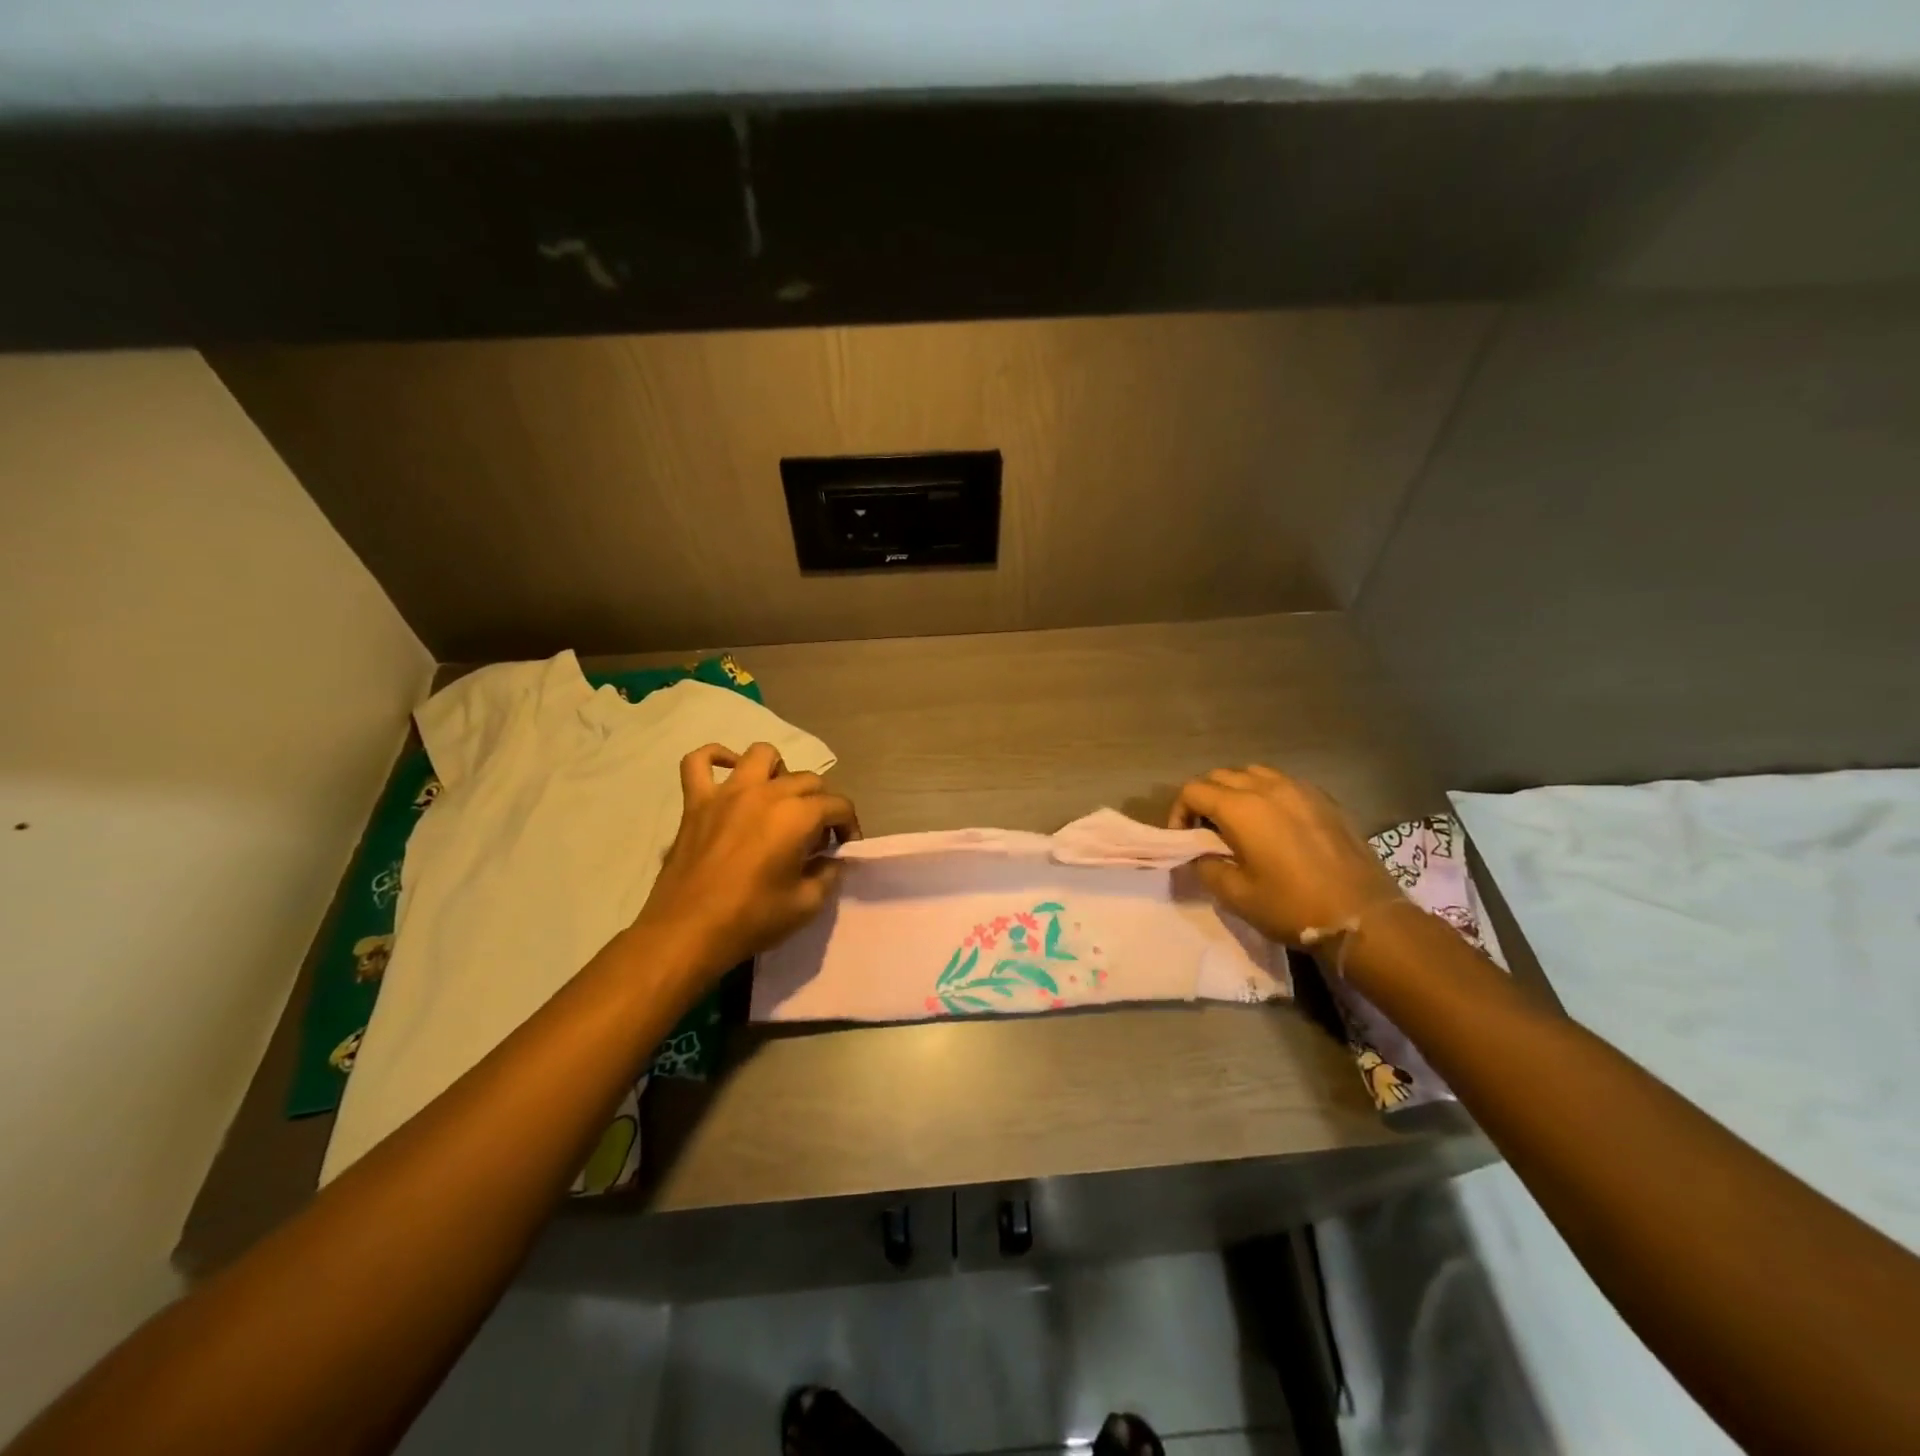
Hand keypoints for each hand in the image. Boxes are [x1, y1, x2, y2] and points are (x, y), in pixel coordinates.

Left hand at [636, 742, 859, 972]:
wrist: (687, 933)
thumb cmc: (751, 919)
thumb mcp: (807, 904)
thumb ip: (828, 874)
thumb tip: (831, 859)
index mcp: (797, 816)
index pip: (838, 805)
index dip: (848, 826)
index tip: (843, 848)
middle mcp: (766, 793)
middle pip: (807, 779)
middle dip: (820, 804)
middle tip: (814, 836)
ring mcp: (727, 792)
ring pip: (761, 755)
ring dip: (778, 772)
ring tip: (778, 799)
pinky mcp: (696, 802)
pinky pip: (699, 761)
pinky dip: (716, 758)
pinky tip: (728, 772)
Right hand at [1169, 766, 1402, 943]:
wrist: (1363, 916)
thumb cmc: (1292, 907)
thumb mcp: (1236, 896)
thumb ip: (1207, 867)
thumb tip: (1200, 855)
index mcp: (1241, 808)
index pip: (1193, 791)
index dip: (1179, 812)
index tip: (1184, 839)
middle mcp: (1267, 788)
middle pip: (1220, 776)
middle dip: (1205, 799)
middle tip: (1207, 832)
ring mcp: (1300, 789)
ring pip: (1253, 773)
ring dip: (1236, 791)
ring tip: (1239, 823)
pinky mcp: (1324, 799)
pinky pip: (1283, 782)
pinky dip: (1267, 794)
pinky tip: (1274, 824)